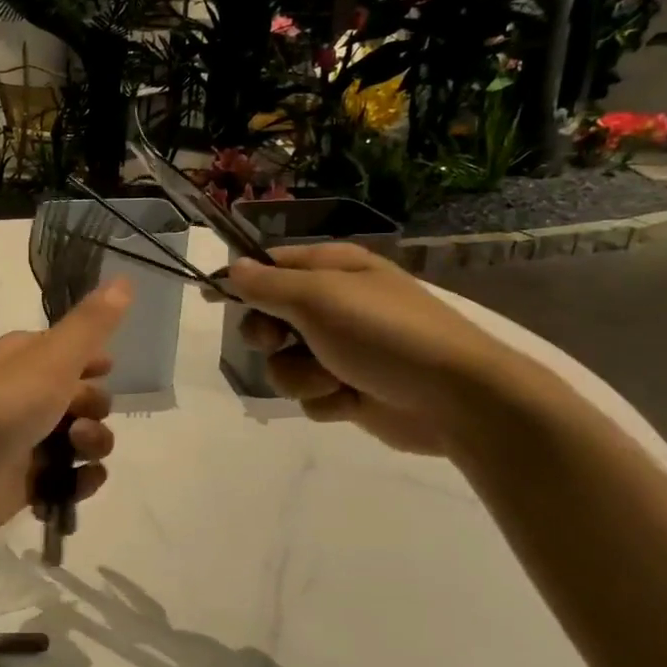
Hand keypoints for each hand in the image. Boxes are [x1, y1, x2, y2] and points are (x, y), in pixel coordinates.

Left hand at [0, 278, 129, 541]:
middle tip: (78, 416)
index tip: (103, 370)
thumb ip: (92, 324)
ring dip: (93, 445)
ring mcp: (29, 440)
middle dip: (96, 408)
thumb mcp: (53, 357)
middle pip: (86, 399)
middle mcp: (28, 395)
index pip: (75, 353)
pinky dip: (81, 481)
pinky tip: (79, 481)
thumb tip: (125, 279)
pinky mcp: (30, 481)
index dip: (95, 363)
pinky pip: (71, 479)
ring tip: (75, 450)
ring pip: (83, 440)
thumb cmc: (3, 405)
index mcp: (28, 359)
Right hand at [223, 244, 517, 455]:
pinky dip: (325, 400)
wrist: (455, 399)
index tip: (212, 298)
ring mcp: (343, 351)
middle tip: (280, 341)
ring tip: (335, 378)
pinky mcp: (349, 390)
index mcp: (334, 270)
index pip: (272, 267)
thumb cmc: (384, 334)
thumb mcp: (319, 298)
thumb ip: (268, 285)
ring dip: (301, 376)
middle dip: (269, 337)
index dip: (241, 281)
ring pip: (285, 364)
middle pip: (270, 319)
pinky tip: (351, 400)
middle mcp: (336, 306)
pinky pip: (310, 395)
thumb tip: (232, 268)